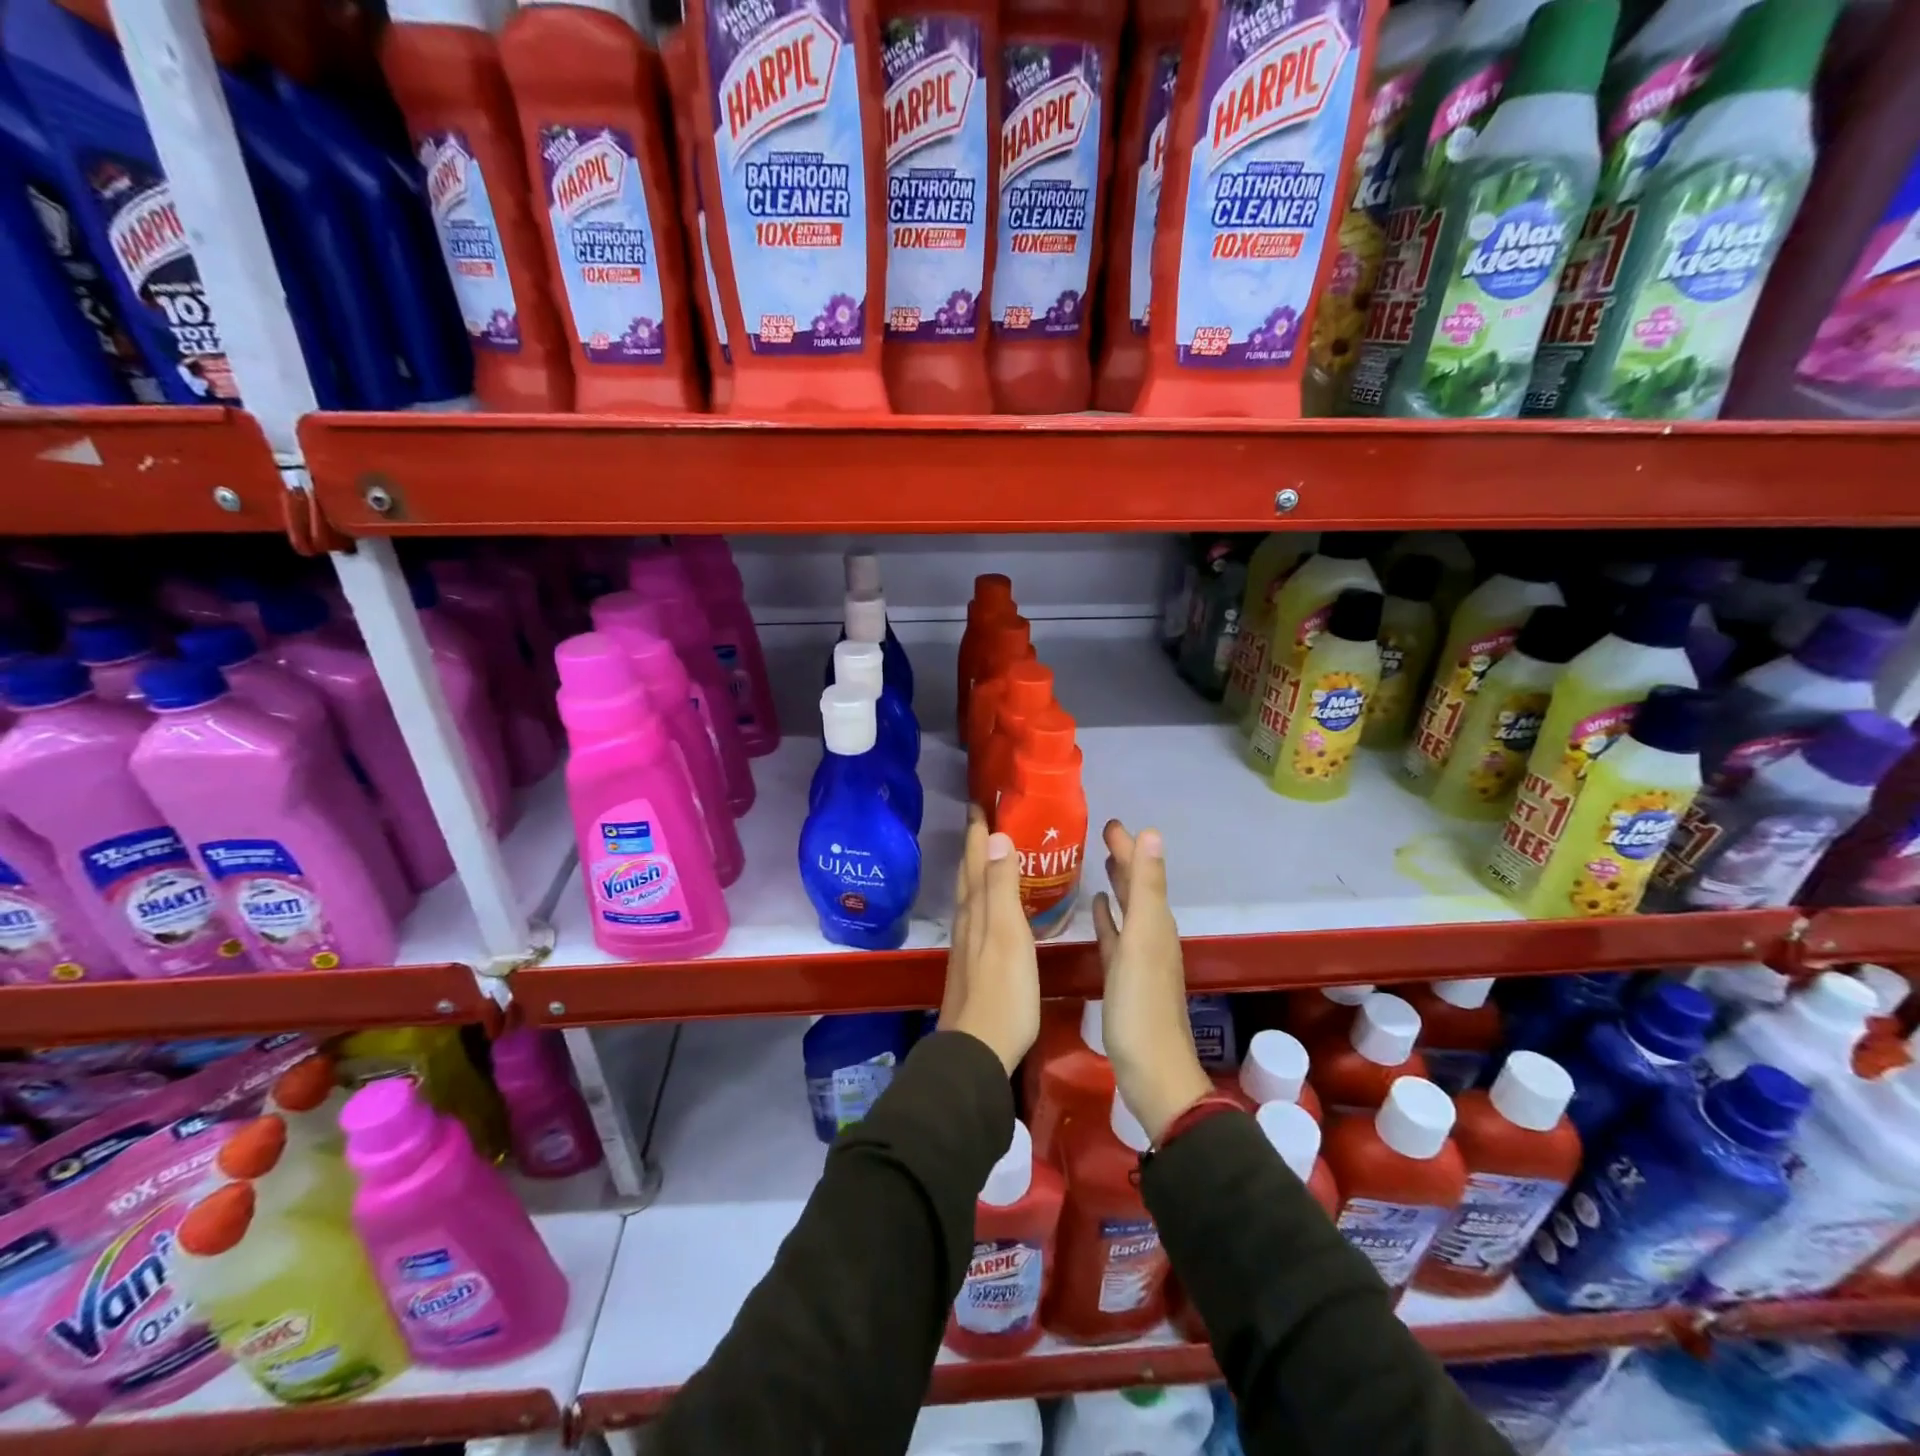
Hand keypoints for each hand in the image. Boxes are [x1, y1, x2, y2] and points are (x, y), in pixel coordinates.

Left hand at [938, 807, 1039, 1074]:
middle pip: (969, 875)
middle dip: (975, 846)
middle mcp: (967, 922)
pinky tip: (993, 909)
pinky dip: (984, 899)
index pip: (976, 861)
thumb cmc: (1003, 991)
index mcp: (976, 910)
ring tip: (989, 854)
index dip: (978, 832)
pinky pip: (978, 917)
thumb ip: (1001, 887)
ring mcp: (968, 945)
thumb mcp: (1007, 934)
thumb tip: (996, 837)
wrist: (978, 1049)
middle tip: (983, 820)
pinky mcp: (974, 965)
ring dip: (978, 871)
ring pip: (970, 896)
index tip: (979, 803)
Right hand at [1093, 820, 1211, 1143]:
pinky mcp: (1123, 978)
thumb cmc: (1140, 1004)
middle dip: (1124, 860)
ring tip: (1101, 864)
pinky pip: (1115, 937)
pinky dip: (1108, 919)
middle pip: (1137, 889)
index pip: (1143, 873)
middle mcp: (1151, 935)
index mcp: (1156, 923)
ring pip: (1127, 911)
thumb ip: (1145, 887)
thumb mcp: (1143, 939)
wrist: (1151, 1071)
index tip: (1110, 823)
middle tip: (1103, 836)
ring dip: (1117, 887)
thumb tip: (1152, 834)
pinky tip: (1098, 910)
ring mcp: (1138, 958)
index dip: (1129, 847)